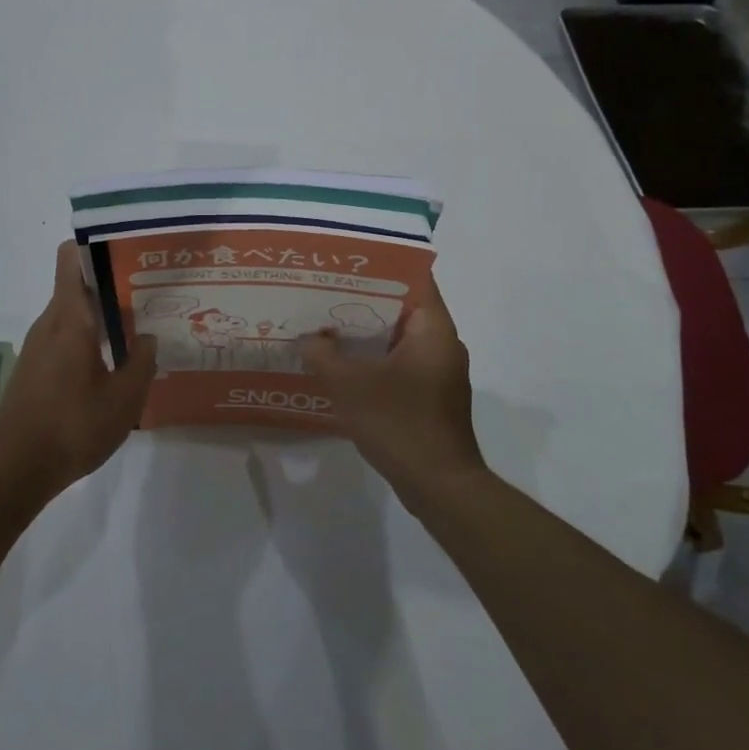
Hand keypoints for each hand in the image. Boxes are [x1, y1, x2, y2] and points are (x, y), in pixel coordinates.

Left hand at [0, 241, 157, 501]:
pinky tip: (115, 365)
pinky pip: (66, 338)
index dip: (96, 245)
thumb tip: (150, 338)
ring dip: (104, 317)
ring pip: (74, 315)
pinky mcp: (35, 369)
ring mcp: (38, 347)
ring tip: (142, 329)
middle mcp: (50, 323)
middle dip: (113, 285)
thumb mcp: (123, 400)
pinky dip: (90, 341)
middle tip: (152, 293)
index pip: (71, 258)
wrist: (12, 470)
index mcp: (70, 318)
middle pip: (78, 286)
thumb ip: (142, 363)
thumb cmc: (71, 427)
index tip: (129, 250)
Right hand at [299, 272, 486, 513]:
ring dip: (366, 331)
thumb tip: (306, 338)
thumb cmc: (400, 424)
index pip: (412, 278)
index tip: (346, 263)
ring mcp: (439, 371)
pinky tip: (342, 363)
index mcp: (433, 329)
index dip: (379, 266)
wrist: (440, 486)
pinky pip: (399, 361)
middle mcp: (442, 343)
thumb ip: (322, 355)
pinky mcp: (431, 394)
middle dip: (363, 298)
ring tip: (326, 323)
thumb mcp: (350, 386)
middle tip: (324, 290)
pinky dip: (374, 357)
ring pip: (398, 336)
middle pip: (401, 306)